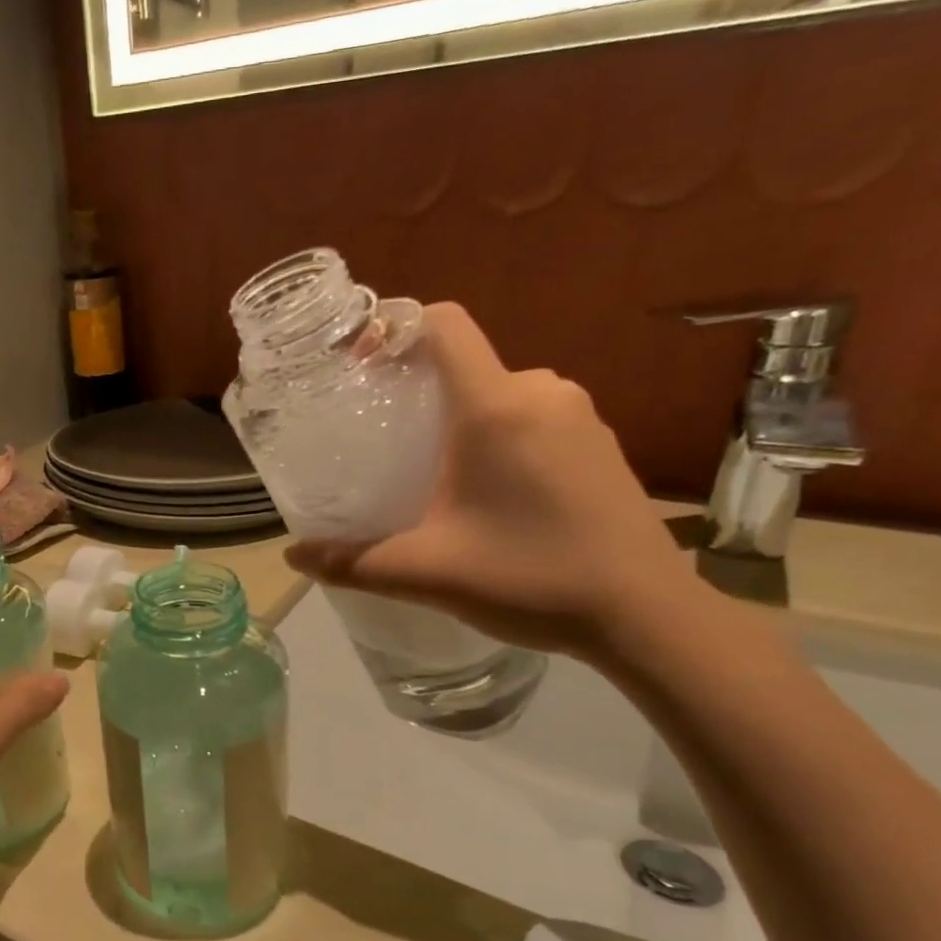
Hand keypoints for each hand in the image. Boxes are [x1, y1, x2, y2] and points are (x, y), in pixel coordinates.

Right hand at [286, 303, 701, 662]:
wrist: (646, 615)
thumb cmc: (531, 578)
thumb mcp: (427, 571)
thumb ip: (353, 561)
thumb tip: (293, 557)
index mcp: (495, 407)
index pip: (444, 325)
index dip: (395, 328)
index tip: (359, 365)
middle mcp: (541, 393)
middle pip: (465, 362)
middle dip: (417, 389)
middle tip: (381, 436)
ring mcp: (578, 415)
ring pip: (498, 391)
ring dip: (458, 416)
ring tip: (427, 467)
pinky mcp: (599, 442)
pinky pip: (531, 414)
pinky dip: (496, 432)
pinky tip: (485, 488)